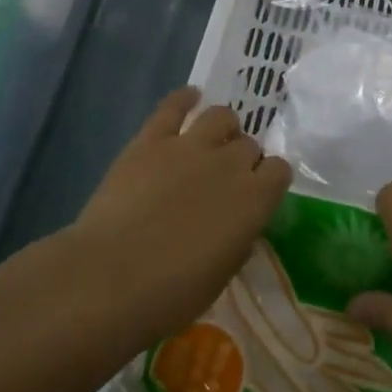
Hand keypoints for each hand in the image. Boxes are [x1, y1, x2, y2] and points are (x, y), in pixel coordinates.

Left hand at [66, 87, 292, 350]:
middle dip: (243, 158)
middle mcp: (231, 164)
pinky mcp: (151, 139)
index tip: (258, 192)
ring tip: (212, 140)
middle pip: (250, 144)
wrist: (111, 278)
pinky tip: (190, 98)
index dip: (269, 179)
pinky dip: (185, 99)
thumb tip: (239, 225)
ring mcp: (190, 146)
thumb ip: (238, 239)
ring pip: (221, 116)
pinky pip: (174, 105)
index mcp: (255, 200)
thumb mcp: (222, 274)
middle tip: (225, 178)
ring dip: (222, 127)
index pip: (280, 170)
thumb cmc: (171, 294)